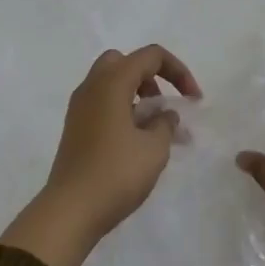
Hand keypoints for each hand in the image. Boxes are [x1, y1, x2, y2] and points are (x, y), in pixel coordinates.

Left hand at [1, 45, 200, 265]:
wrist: (71, 210)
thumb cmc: (116, 173)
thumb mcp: (154, 148)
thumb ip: (165, 123)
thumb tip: (164, 114)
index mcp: (111, 83)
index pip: (150, 56)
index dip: (178, 71)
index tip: (193, 100)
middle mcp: (91, 87)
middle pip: (124, 62)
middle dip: (150, 76)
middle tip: (164, 104)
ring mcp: (79, 107)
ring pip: (111, 83)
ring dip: (137, 95)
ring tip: (157, 129)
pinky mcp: (76, 128)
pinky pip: (103, 104)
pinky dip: (123, 110)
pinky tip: (137, 141)